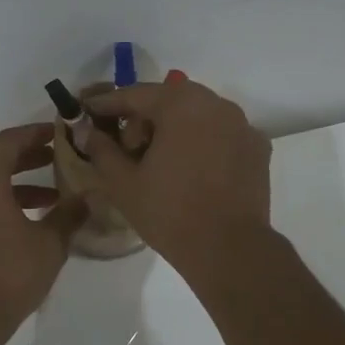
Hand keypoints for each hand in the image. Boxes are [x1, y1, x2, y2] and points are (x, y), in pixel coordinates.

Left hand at [0, 124, 86, 330]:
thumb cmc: (9, 272)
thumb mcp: (49, 242)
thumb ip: (69, 214)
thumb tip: (88, 197)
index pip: (9, 141)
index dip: (36, 133)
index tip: (61, 133)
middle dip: (30, 156)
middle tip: (61, 157)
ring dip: (22, 183)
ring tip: (57, 194)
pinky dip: (8, 201)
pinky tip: (35, 220)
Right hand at [85, 78, 272, 280]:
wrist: (229, 249)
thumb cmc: (170, 212)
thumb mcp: (123, 182)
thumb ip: (101, 149)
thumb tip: (87, 130)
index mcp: (181, 104)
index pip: (136, 95)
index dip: (107, 103)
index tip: (87, 111)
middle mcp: (216, 104)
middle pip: (169, 101)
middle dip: (143, 118)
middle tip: (126, 148)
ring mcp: (242, 125)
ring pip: (197, 115)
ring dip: (174, 129)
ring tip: (159, 161)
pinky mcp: (257, 148)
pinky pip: (220, 135)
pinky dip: (202, 143)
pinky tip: (192, 170)